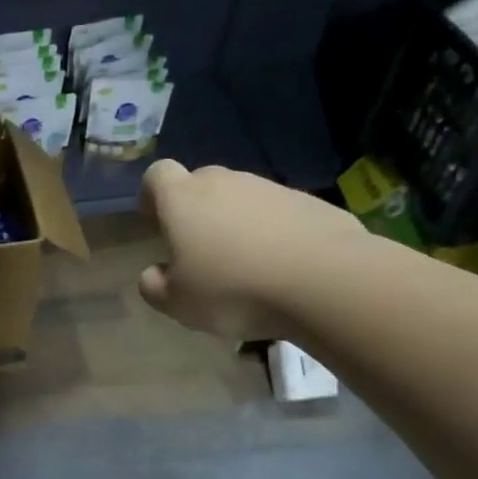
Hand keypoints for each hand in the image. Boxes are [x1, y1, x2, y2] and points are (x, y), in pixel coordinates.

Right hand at [138, 161, 370, 341]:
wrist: (325, 281)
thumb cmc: (233, 289)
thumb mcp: (177, 303)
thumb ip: (154, 286)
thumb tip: (153, 274)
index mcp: (183, 200)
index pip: (157, 175)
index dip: (152, 195)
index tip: (156, 223)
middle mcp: (224, 183)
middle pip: (200, 183)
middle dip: (194, 210)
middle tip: (199, 249)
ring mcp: (270, 189)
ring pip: (240, 198)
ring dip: (234, 222)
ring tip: (243, 264)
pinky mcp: (309, 202)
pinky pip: (277, 212)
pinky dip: (271, 232)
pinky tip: (280, 266)